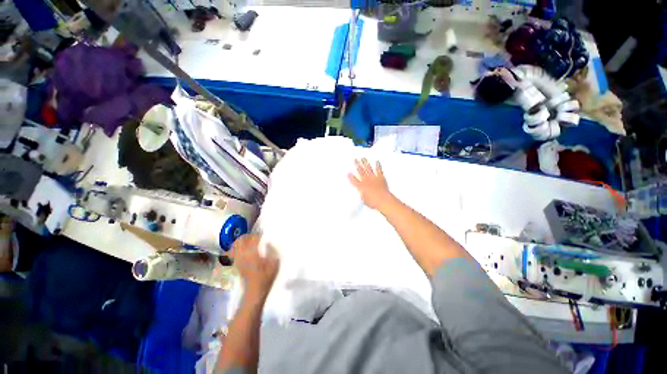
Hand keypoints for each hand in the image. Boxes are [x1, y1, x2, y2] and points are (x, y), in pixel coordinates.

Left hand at [230, 234, 279, 299]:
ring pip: (235, 244)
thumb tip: (268, 242)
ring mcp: (237, 259)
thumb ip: (271, 250)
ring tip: (248, 241)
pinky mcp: (235, 264)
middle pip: (241, 239)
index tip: (263, 234)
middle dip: (248, 236)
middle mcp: (243, 254)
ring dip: (241, 241)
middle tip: (255, 236)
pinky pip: (231, 252)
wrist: (255, 291)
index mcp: (253, 253)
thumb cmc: (266, 277)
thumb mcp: (274, 263)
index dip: (258, 235)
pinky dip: (235, 248)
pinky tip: (241, 249)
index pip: (253, 238)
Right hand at [348, 158, 393, 210]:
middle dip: (357, 165)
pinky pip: (378, 170)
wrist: (382, 200)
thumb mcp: (364, 200)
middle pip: (360, 171)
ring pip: (368, 168)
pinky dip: (377, 165)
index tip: (348, 173)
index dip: (350, 176)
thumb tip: (362, 194)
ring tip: (363, 158)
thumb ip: (362, 195)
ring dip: (365, 163)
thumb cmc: (373, 202)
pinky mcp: (380, 177)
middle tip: (355, 159)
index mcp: (361, 186)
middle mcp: (366, 180)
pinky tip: (376, 161)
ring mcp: (373, 178)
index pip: (354, 180)